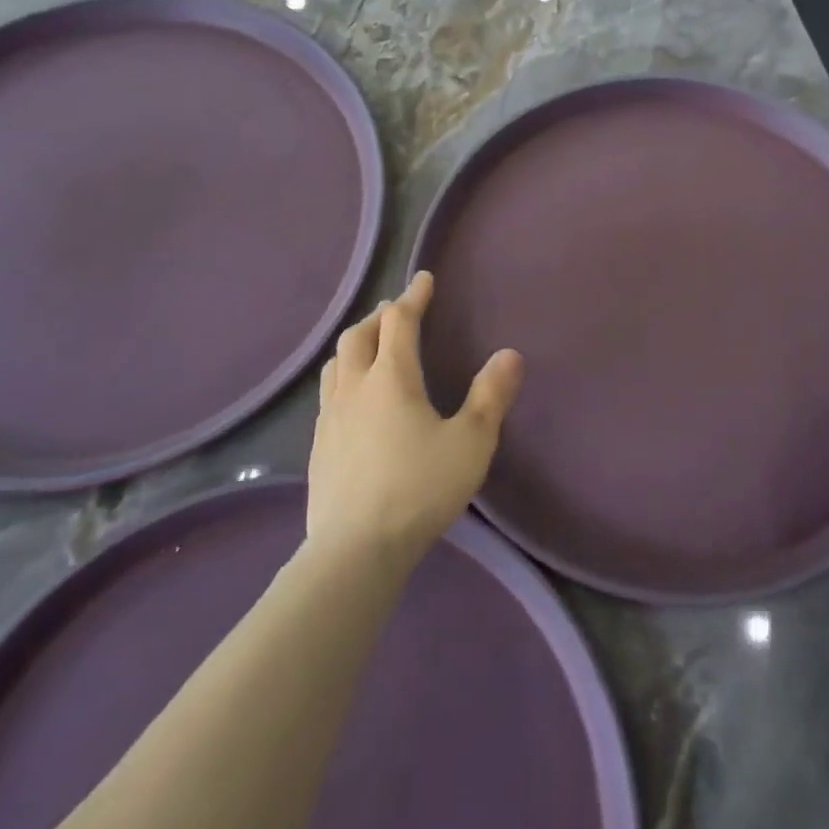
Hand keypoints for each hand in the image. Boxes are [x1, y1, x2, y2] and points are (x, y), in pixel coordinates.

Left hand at [306, 272, 524, 566]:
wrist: (355, 549)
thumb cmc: (419, 488)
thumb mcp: (471, 442)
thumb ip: (491, 396)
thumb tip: (510, 353)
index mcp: (391, 378)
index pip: (399, 322)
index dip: (413, 297)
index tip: (424, 279)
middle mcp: (355, 387)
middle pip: (358, 335)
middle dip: (379, 316)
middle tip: (397, 310)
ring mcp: (329, 417)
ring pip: (336, 363)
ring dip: (355, 343)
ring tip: (370, 345)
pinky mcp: (318, 445)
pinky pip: (329, 393)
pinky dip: (344, 376)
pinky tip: (354, 399)